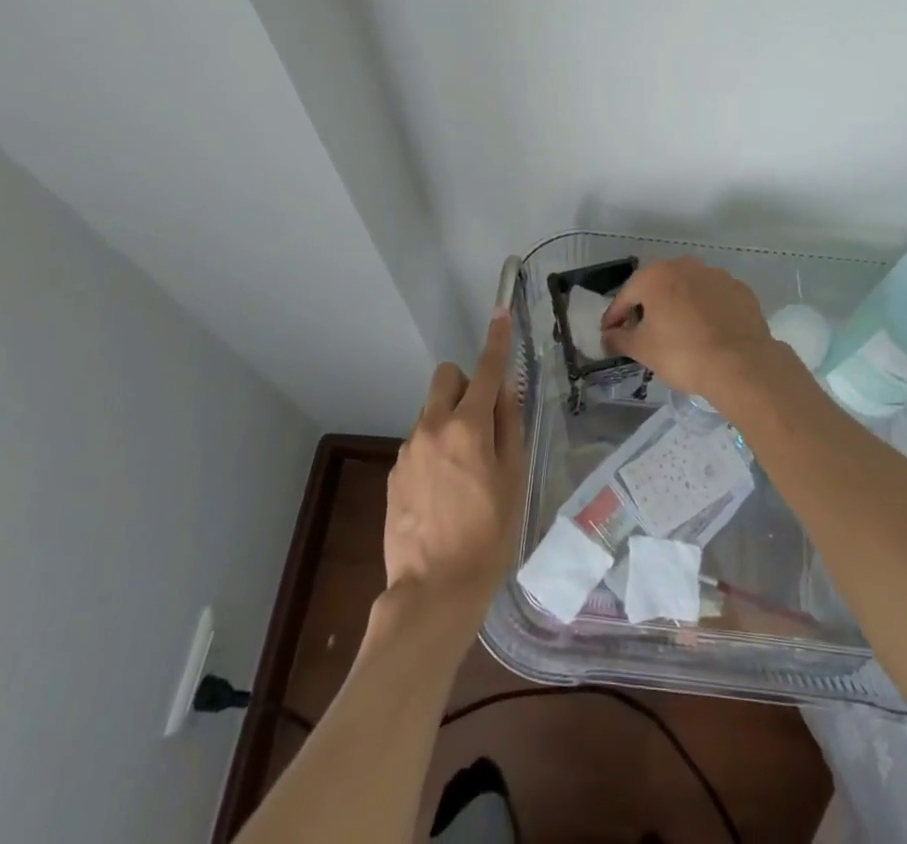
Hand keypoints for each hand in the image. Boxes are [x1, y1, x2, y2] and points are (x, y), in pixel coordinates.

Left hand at [376, 312, 525, 655]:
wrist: (432, 593)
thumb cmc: (487, 538)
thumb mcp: (513, 481)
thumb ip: (508, 427)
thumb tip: (506, 390)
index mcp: (467, 427)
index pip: (486, 370)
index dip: (496, 341)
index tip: (500, 314)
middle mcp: (432, 427)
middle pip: (445, 377)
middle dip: (464, 384)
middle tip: (482, 420)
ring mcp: (408, 449)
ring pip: (431, 412)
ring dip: (449, 421)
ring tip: (465, 471)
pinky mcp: (394, 472)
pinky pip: (419, 442)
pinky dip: (434, 449)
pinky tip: (443, 492)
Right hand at [600, 257, 795, 406]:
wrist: (742, 364)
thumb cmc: (682, 353)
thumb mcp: (642, 350)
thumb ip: (619, 339)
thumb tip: (608, 336)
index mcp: (656, 276)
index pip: (626, 295)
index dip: (615, 316)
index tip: (611, 333)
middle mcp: (685, 266)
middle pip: (657, 286)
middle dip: (648, 306)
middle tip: (643, 332)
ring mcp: (716, 275)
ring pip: (688, 289)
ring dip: (679, 305)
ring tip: (678, 332)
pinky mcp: (740, 290)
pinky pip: (714, 298)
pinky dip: (706, 310)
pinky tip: (707, 332)